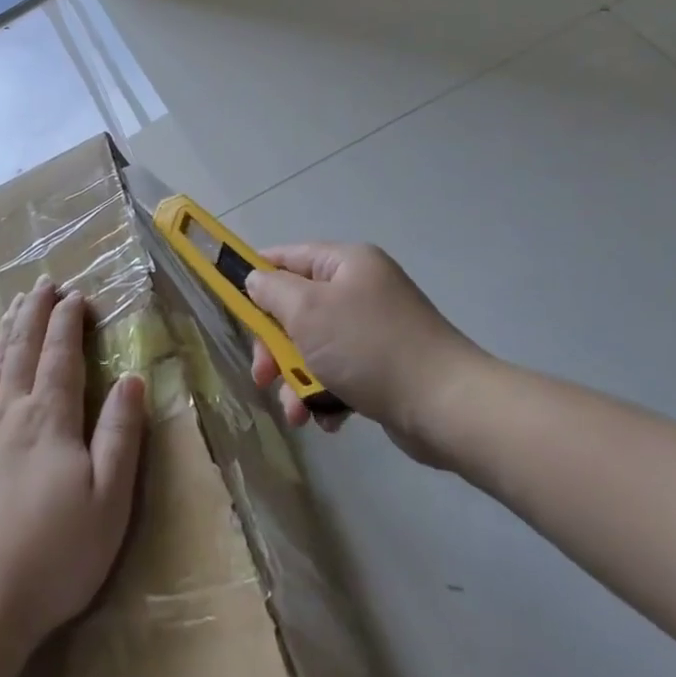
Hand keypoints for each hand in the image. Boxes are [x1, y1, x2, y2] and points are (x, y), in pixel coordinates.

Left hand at [0, 276, 146, 655]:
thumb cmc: (54, 552)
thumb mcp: (108, 498)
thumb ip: (120, 434)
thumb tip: (131, 377)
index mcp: (51, 417)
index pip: (61, 354)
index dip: (69, 321)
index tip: (77, 295)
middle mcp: (12, 411)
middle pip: (24, 348)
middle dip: (37, 311)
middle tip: (45, 283)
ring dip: (8, 328)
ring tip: (17, 302)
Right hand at [245, 243, 491, 464]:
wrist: (445, 405)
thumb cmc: (367, 347)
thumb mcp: (308, 311)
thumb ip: (272, 291)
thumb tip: (257, 280)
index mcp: (347, 263)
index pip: (288, 256)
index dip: (256, 275)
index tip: (230, 301)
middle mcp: (362, 288)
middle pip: (298, 307)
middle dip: (275, 344)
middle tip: (263, 374)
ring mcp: (374, 328)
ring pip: (315, 345)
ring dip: (296, 378)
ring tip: (295, 411)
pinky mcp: (384, 366)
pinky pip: (339, 372)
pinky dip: (326, 393)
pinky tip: (325, 420)